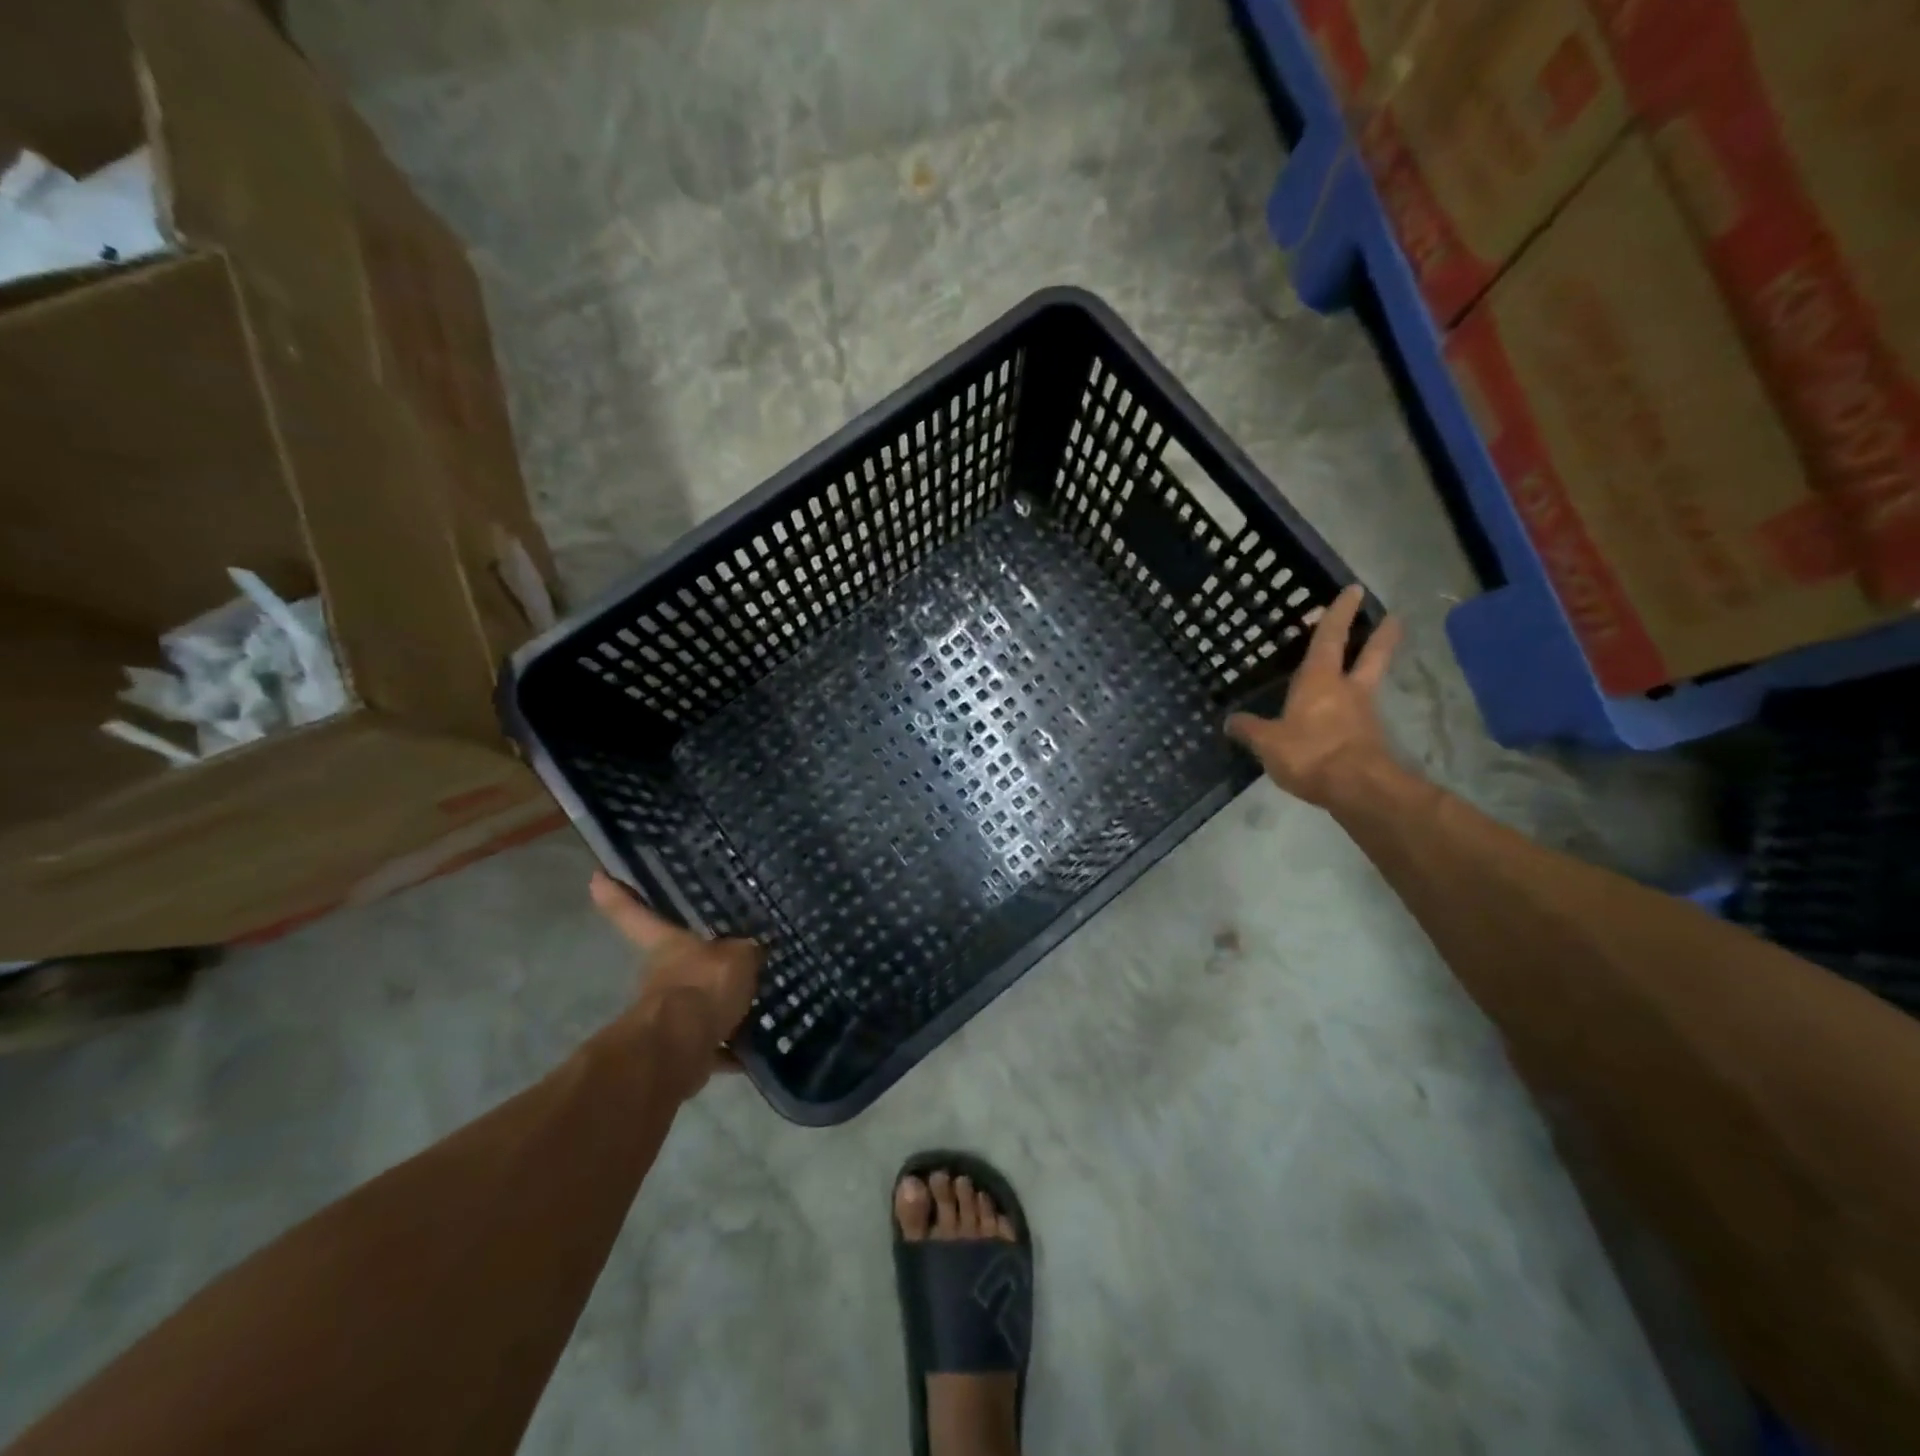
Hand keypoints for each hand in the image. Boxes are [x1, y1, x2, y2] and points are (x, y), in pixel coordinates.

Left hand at [590, 871, 762, 1092]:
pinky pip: (709, 1041)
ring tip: (753, 1002)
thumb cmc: (703, 986)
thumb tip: (754, 950)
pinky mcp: (680, 1048)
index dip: (619, 895)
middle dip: (697, 964)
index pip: (636, 913)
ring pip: (694, 1003)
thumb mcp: (738, 957)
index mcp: (667, 944)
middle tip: (729, 959)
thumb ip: (746, 952)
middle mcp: (660, 976)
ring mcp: (667, 1014)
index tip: (596, 877)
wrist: (680, 1048)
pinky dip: (728, 1045)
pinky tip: (753, 1045)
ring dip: (717, 1006)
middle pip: (674, 962)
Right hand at [1226, 583, 1401, 807]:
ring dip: (1372, 669)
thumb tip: (1230, 721)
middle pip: (1370, 655)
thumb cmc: (1310, 753)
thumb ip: (1249, 730)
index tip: (1354, 590)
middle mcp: (1347, 690)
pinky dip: (1356, 710)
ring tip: (1366, 666)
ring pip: (1370, 683)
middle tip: (1392, 618)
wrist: (1358, 788)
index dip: (1339, 613)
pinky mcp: (1370, 740)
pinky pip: (1361, 716)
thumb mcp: (1268, 743)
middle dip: (1381, 636)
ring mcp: (1363, 714)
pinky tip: (1344, 718)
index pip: (1329, 638)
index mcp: (1319, 680)